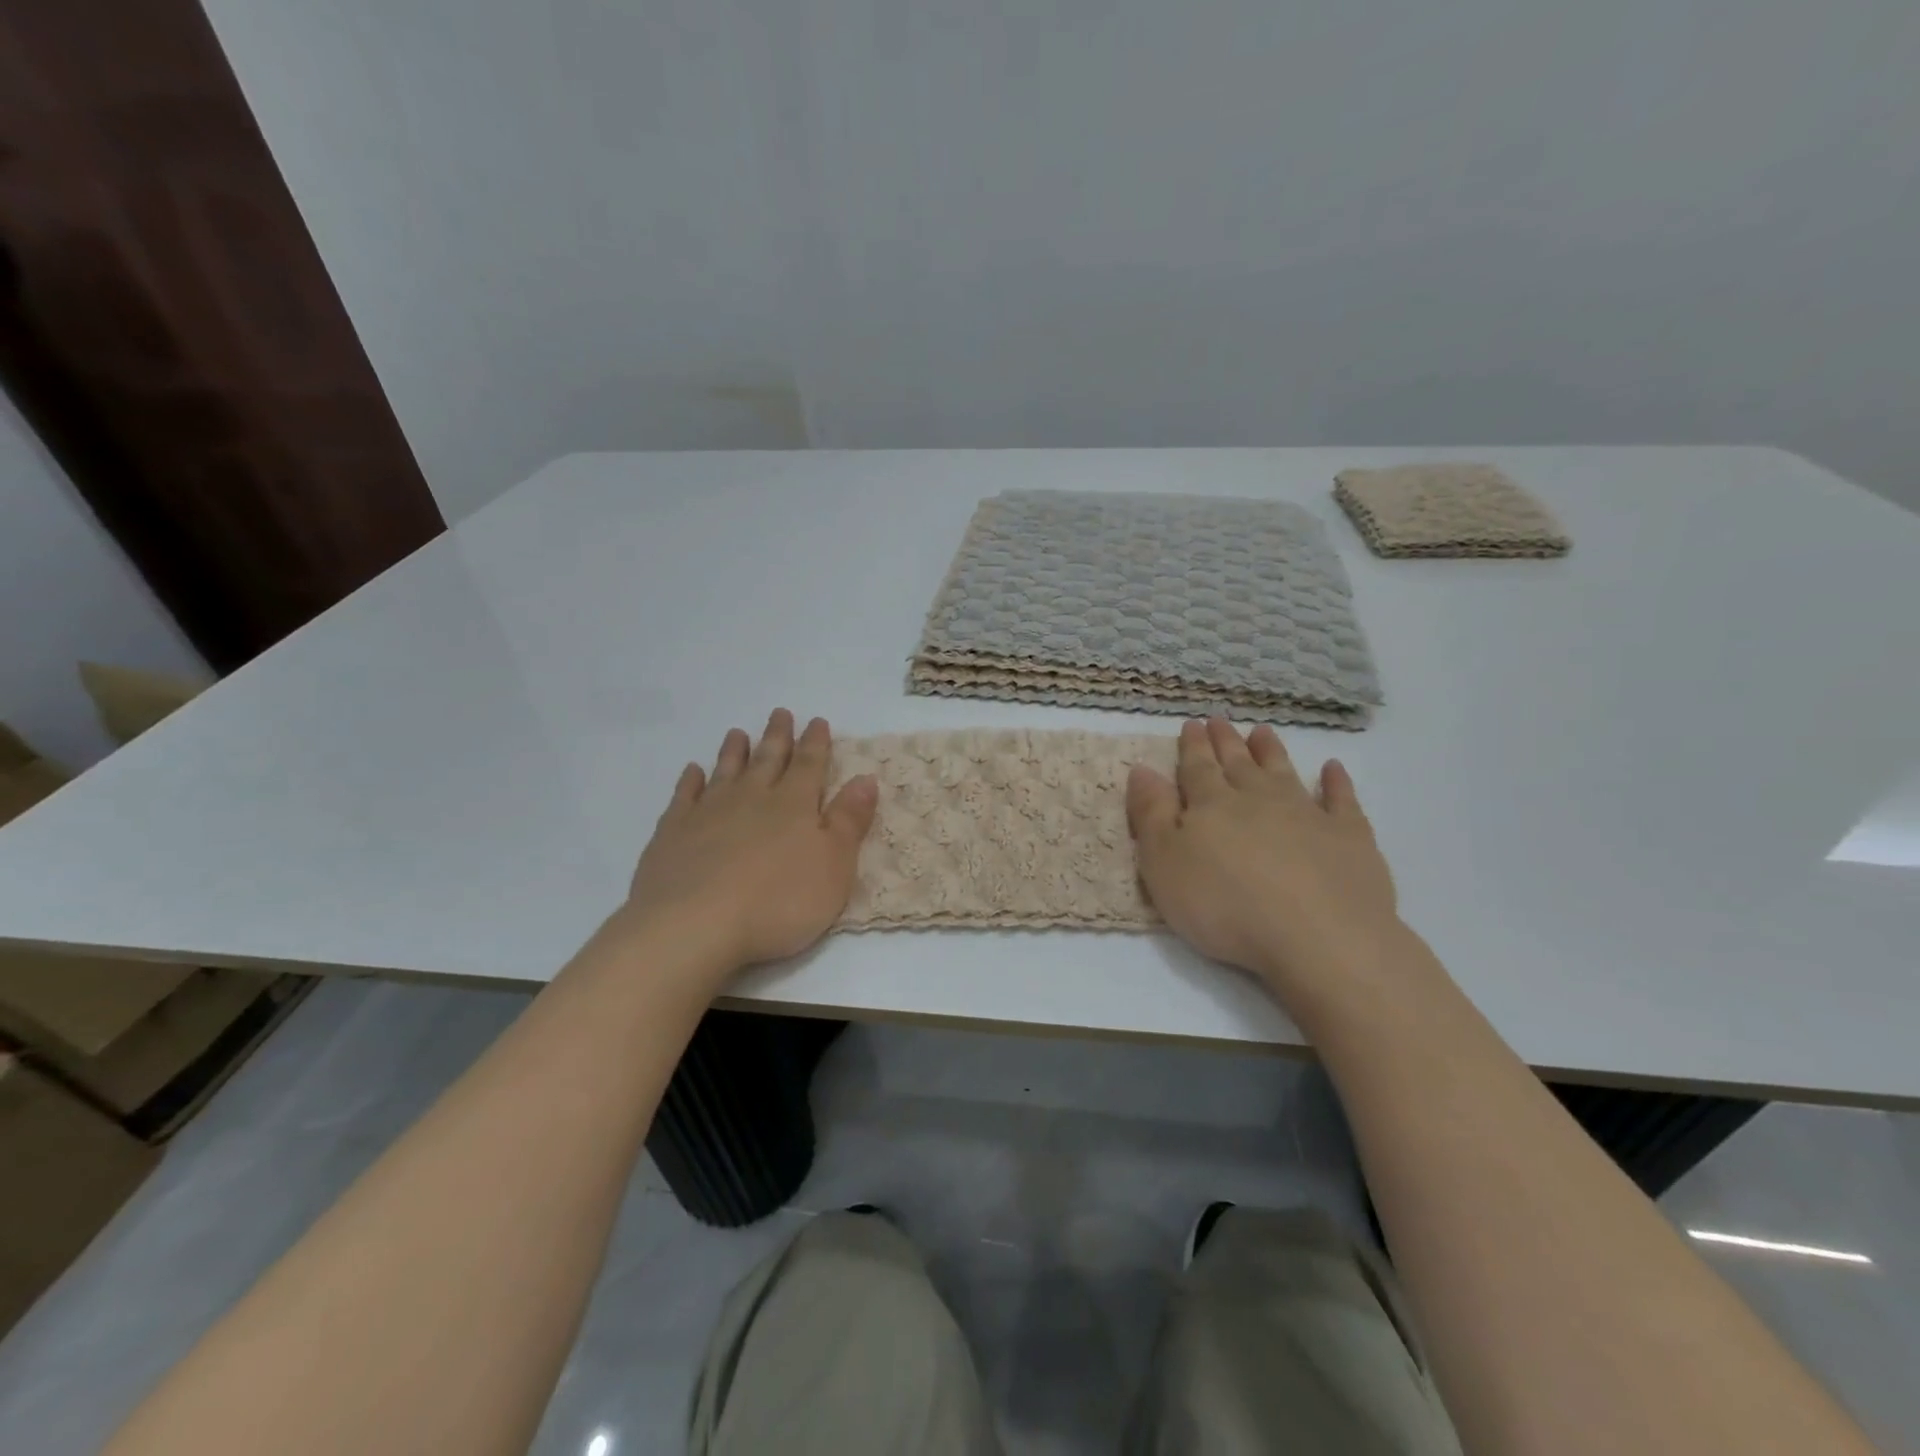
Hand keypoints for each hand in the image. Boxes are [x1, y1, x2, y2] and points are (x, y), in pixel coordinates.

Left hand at [620, 710, 878, 973]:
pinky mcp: (673, 833)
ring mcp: (708, 812)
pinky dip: (690, 781)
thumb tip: (865, 779)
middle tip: (779, 713)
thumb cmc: (778, 901)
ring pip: (725, 772)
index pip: (809, 766)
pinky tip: (692, 771)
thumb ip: (849, 821)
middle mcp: (752, 799)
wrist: (694, 925)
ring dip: (734, 752)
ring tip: (737, 733)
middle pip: (768, 760)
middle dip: (777, 737)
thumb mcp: (834, 866)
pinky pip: (684, 796)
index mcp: (794, 806)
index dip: (815, 743)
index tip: (817, 721)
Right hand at [1127, 718, 1400, 1000]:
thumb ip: (1151, 815)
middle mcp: (1258, 799)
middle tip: (1219, 719)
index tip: (1191, 724)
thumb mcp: (1164, 865)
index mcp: (1212, 806)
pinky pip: (1341, 800)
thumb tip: (1142, 769)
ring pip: (1283, 773)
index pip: (1197, 768)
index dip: (1192, 747)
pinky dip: (1336, 782)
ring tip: (1262, 732)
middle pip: (1238, 764)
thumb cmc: (1225, 905)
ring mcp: (1307, 814)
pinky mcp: (1349, 837)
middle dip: (1225, 742)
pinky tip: (1333, 769)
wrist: (1318, 937)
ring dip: (1271, 752)